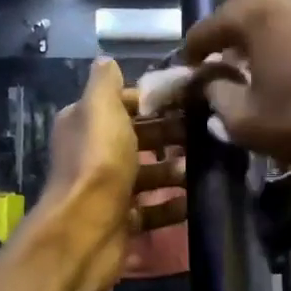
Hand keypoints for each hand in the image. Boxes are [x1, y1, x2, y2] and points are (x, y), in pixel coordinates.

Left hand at [41, 60, 186, 290]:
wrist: (87, 228)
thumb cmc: (98, 161)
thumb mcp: (101, 108)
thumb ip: (105, 83)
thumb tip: (107, 61)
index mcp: (85, 124)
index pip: (121, 104)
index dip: (152, 100)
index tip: (188, 98)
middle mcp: (93, 154)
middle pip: (137, 139)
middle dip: (169, 134)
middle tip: (205, 131)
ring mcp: (108, 190)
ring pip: (147, 174)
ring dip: (174, 170)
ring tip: (204, 166)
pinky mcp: (122, 220)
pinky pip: (152, 209)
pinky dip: (172, 205)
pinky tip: (194, 200)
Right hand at [181, 0, 290, 168]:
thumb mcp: (250, 124)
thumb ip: (217, 100)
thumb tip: (210, 86)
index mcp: (252, 11)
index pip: (206, 28)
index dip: (191, 54)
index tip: (186, 74)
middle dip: (224, 28)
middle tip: (223, 62)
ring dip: (256, 24)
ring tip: (255, 59)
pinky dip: (284, 25)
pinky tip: (290, 56)